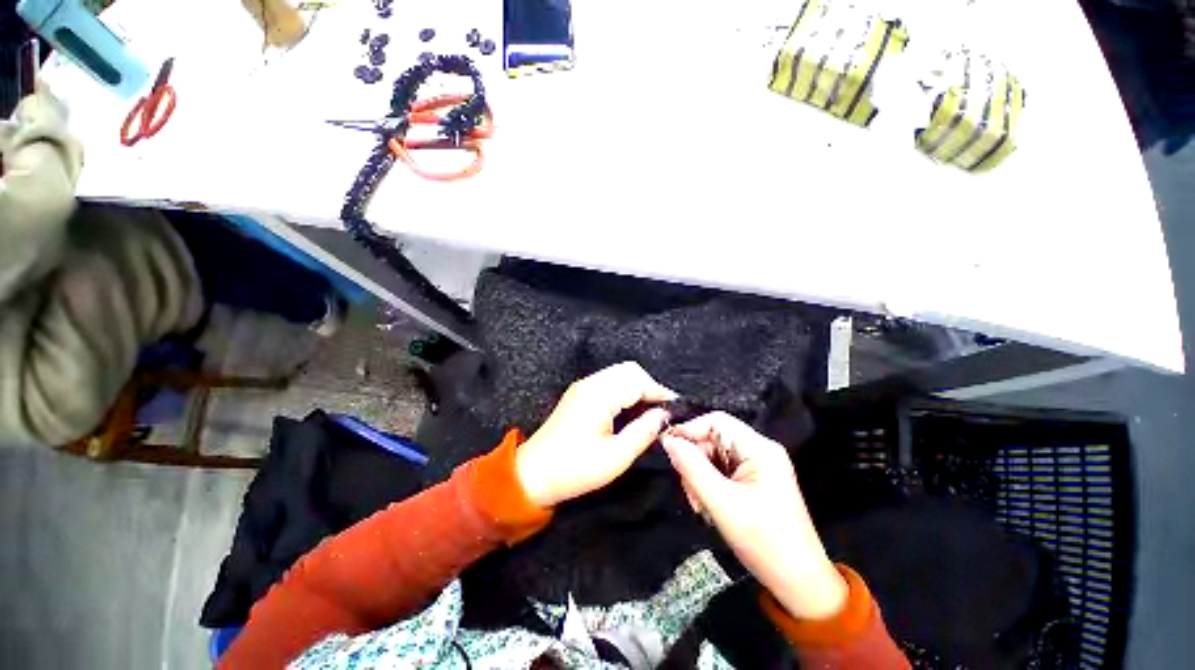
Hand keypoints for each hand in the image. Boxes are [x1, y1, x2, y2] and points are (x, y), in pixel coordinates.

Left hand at [515, 362, 676, 506]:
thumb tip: (665, 416)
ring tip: (651, 414)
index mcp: (598, 395)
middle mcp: (590, 383)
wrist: (532, 474)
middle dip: (650, 387)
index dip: (660, 392)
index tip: (676, 411)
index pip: (638, 380)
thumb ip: (644, 432)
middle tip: (662, 413)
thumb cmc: (574, 470)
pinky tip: (631, 412)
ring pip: (620, 374)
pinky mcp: (580, 394)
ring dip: (638, 389)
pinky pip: (610, 383)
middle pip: (629, 370)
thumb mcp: (615, 457)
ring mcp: (583, 386)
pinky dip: (626, 392)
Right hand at [660, 413, 847, 620]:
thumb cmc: (763, 541)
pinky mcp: (754, 480)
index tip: (668, 447)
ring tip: (700, 503)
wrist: (798, 582)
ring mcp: (758, 466)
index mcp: (759, 448)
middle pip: (713, 438)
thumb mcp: (721, 503)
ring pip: (714, 455)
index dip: (689, 429)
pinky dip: (709, 484)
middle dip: (695, 460)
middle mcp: (759, 450)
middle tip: (689, 489)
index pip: (716, 421)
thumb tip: (668, 440)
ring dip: (700, 475)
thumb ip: (691, 467)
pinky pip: (721, 470)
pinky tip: (708, 505)